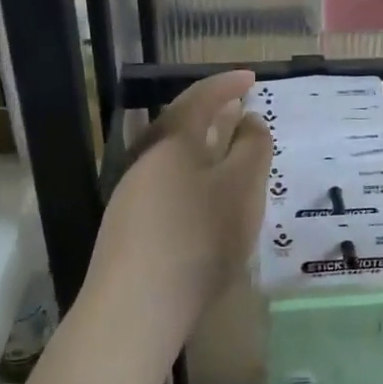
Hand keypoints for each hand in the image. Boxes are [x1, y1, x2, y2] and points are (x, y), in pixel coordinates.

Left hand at [85, 71, 269, 358]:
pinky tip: (206, 202)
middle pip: (181, 126)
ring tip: (229, 154)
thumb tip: (249, 121)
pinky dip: (193, 179)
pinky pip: (168, 187)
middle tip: (240, 110)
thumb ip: (252, 149)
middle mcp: (146, 159)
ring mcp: (132, 194)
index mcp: (172, 141)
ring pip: (174, 159)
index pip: (201, 97)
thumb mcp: (242, 188)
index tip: (252, 77)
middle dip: (213, 114)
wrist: (137, 306)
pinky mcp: (130, 226)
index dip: (227, 84)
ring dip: (203, 149)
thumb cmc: (199, 237)